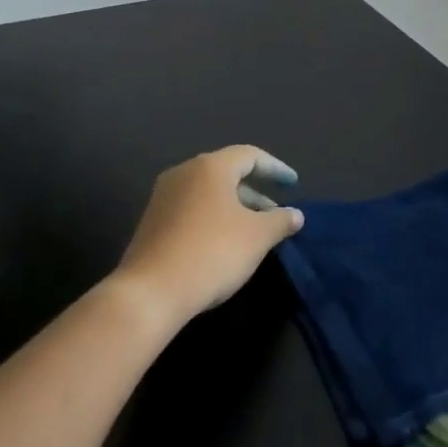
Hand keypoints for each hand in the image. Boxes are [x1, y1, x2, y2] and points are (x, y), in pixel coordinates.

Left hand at [109, 146, 303, 328]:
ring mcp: (164, 196)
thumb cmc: (212, 253)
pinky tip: (224, 243)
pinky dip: (214, 217)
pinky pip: (192, 208)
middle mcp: (184, 173)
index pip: (249, 155)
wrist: (151, 291)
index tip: (293, 184)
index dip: (275, 168)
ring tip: (254, 232)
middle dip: (255, 192)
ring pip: (208, 192)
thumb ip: (280, 221)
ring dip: (235, 207)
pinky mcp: (153, 220)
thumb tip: (295, 214)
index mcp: (210, 167)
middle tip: (275, 213)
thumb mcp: (257, 237)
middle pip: (226, 172)